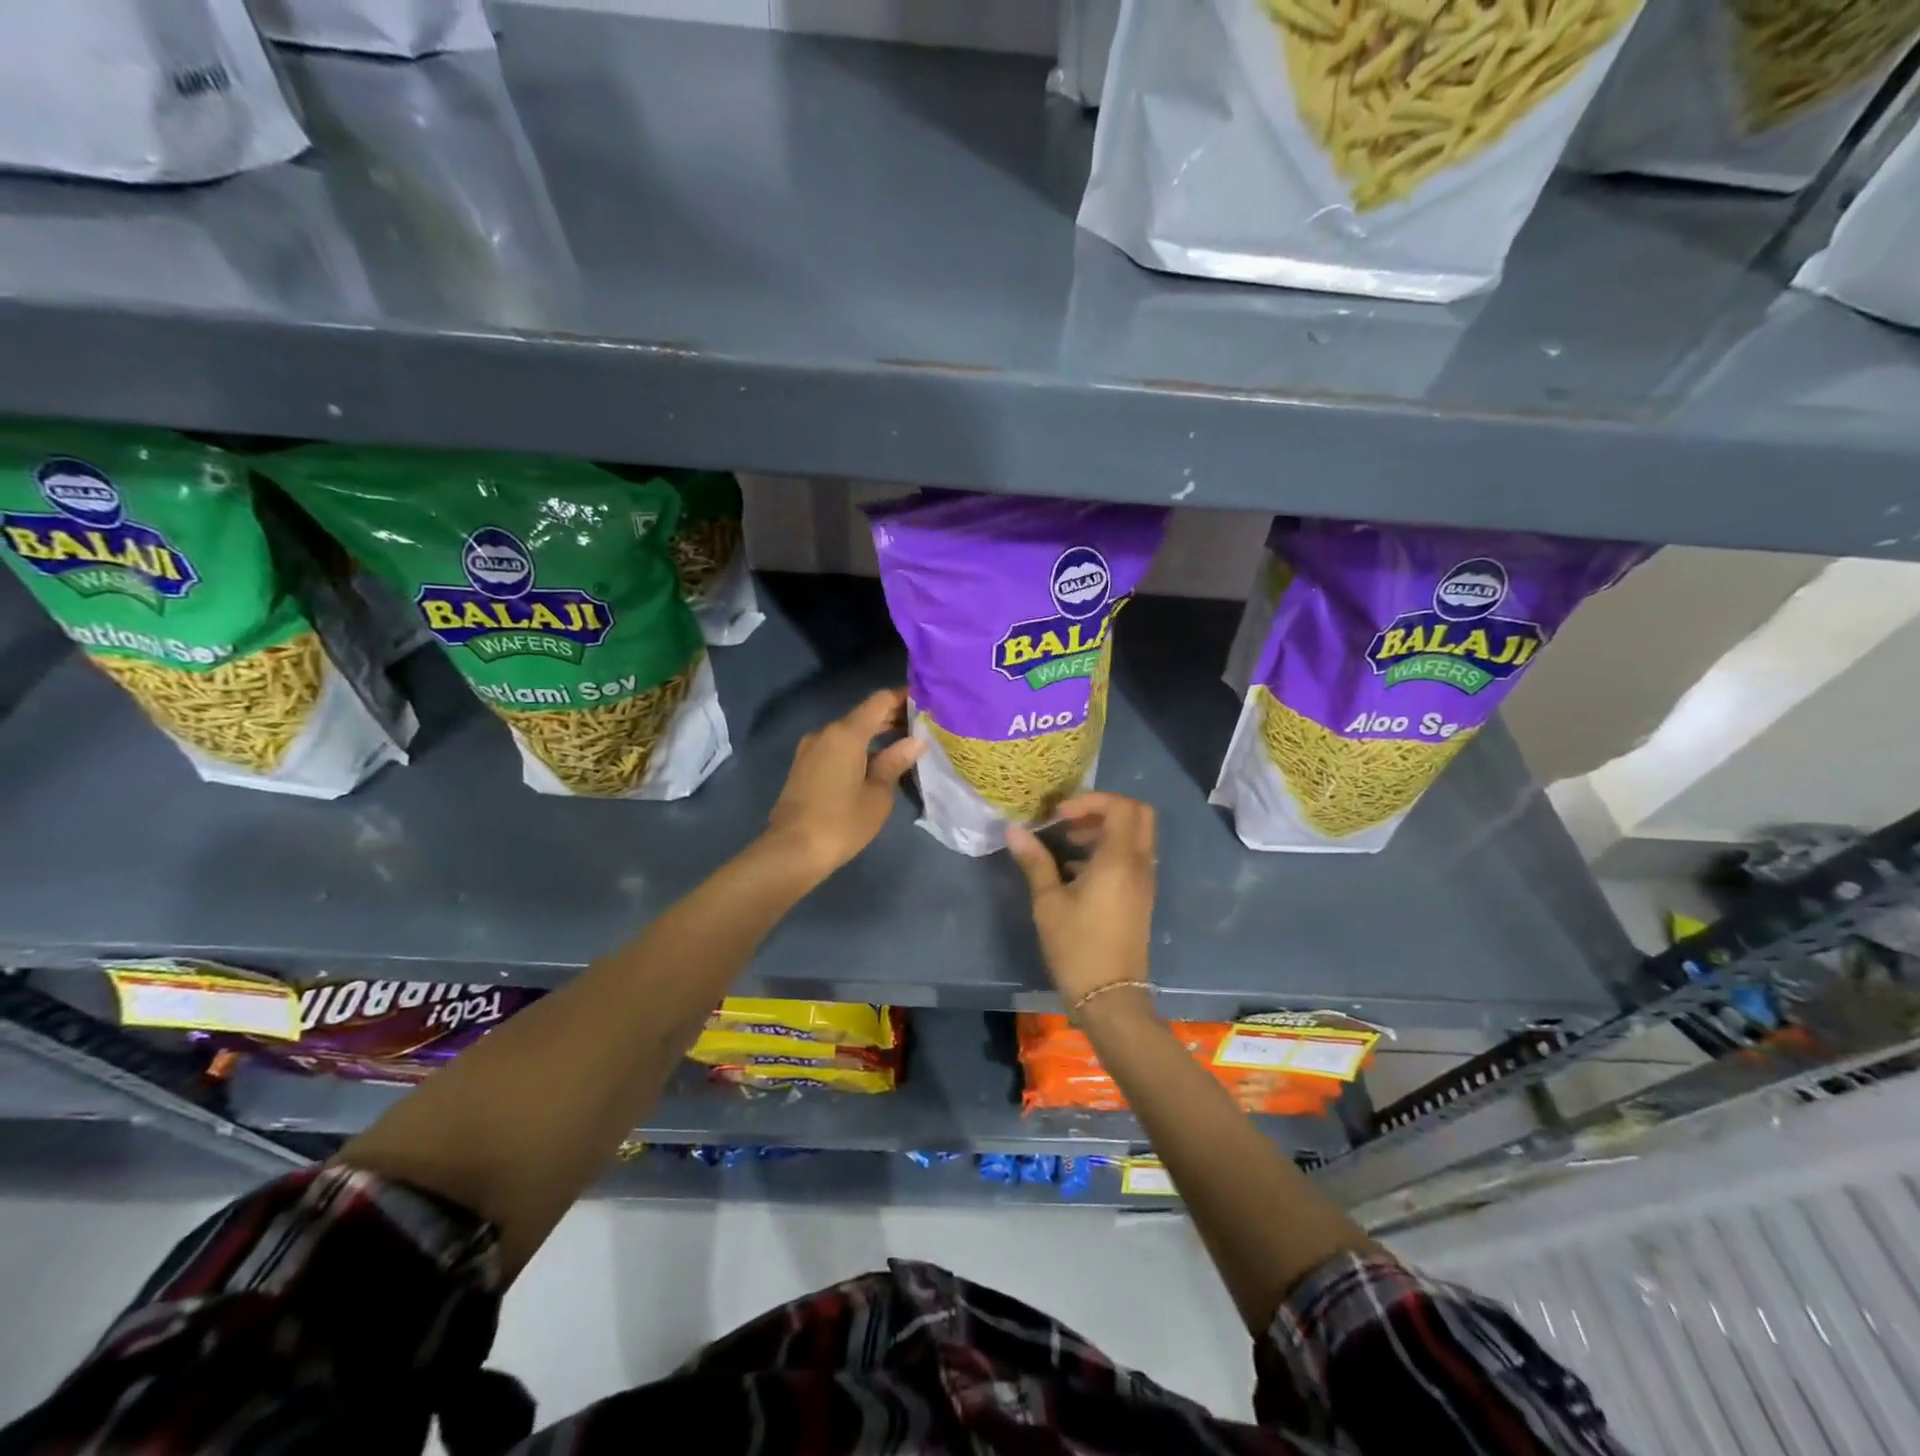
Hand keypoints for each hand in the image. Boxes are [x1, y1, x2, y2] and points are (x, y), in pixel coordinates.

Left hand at [764, 687, 923, 879]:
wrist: (793, 851)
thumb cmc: (842, 822)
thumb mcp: (878, 794)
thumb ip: (896, 762)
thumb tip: (915, 741)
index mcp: (846, 733)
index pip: (879, 701)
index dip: (904, 697)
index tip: (927, 702)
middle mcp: (826, 733)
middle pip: (864, 715)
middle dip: (892, 717)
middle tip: (923, 727)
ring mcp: (811, 749)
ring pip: (850, 732)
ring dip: (876, 735)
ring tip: (905, 746)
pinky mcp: (805, 766)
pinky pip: (837, 747)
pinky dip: (859, 748)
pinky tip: (877, 763)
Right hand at [1005, 792, 1156, 1008]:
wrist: (1110, 997)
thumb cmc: (1077, 947)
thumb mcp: (1048, 902)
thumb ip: (1035, 861)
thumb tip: (1014, 831)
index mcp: (1120, 860)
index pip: (1122, 806)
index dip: (1091, 800)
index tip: (1060, 816)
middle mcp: (1140, 864)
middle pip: (1138, 814)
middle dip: (1104, 809)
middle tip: (1071, 821)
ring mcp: (1144, 882)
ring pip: (1136, 836)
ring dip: (1106, 830)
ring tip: (1068, 844)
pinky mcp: (1141, 897)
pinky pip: (1133, 857)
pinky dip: (1111, 850)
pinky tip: (1077, 870)